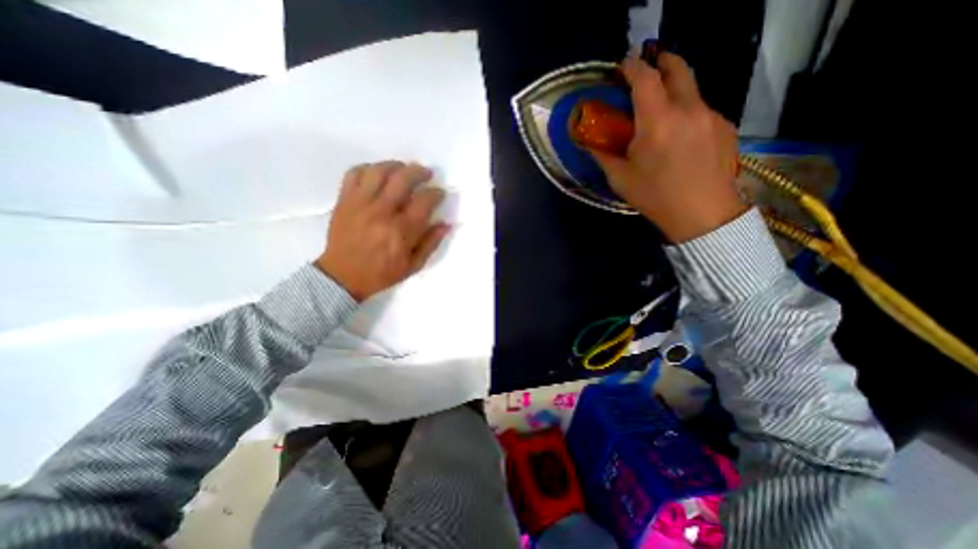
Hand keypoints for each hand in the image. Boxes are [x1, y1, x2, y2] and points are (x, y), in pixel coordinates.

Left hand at [315, 161, 448, 301]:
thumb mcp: (413, 265)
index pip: (424, 201)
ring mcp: (361, 204)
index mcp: (402, 231)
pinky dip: (368, 168)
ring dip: (396, 165)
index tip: (439, 193)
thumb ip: (431, 243)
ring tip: (404, 169)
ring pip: (379, 171)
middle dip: (419, 172)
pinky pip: (354, 174)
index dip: (436, 193)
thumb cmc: (382, 273)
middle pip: (403, 179)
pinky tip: (377, 174)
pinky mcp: (344, 201)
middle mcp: (382, 212)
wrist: (343, 277)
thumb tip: (446, 224)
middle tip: (426, 173)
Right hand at [587, 49, 751, 242]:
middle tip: (647, 72)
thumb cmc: (655, 197)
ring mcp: (711, 115)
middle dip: (661, 62)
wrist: (702, 214)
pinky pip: (703, 110)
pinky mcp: (726, 126)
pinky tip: (682, 139)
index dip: (631, 67)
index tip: (622, 67)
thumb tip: (589, 142)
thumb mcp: (620, 179)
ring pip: (692, 90)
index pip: (645, 78)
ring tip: (662, 116)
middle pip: (678, 68)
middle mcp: (688, 109)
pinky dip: (688, 114)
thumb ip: (604, 155)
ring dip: (674, 92)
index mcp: (658, 121)